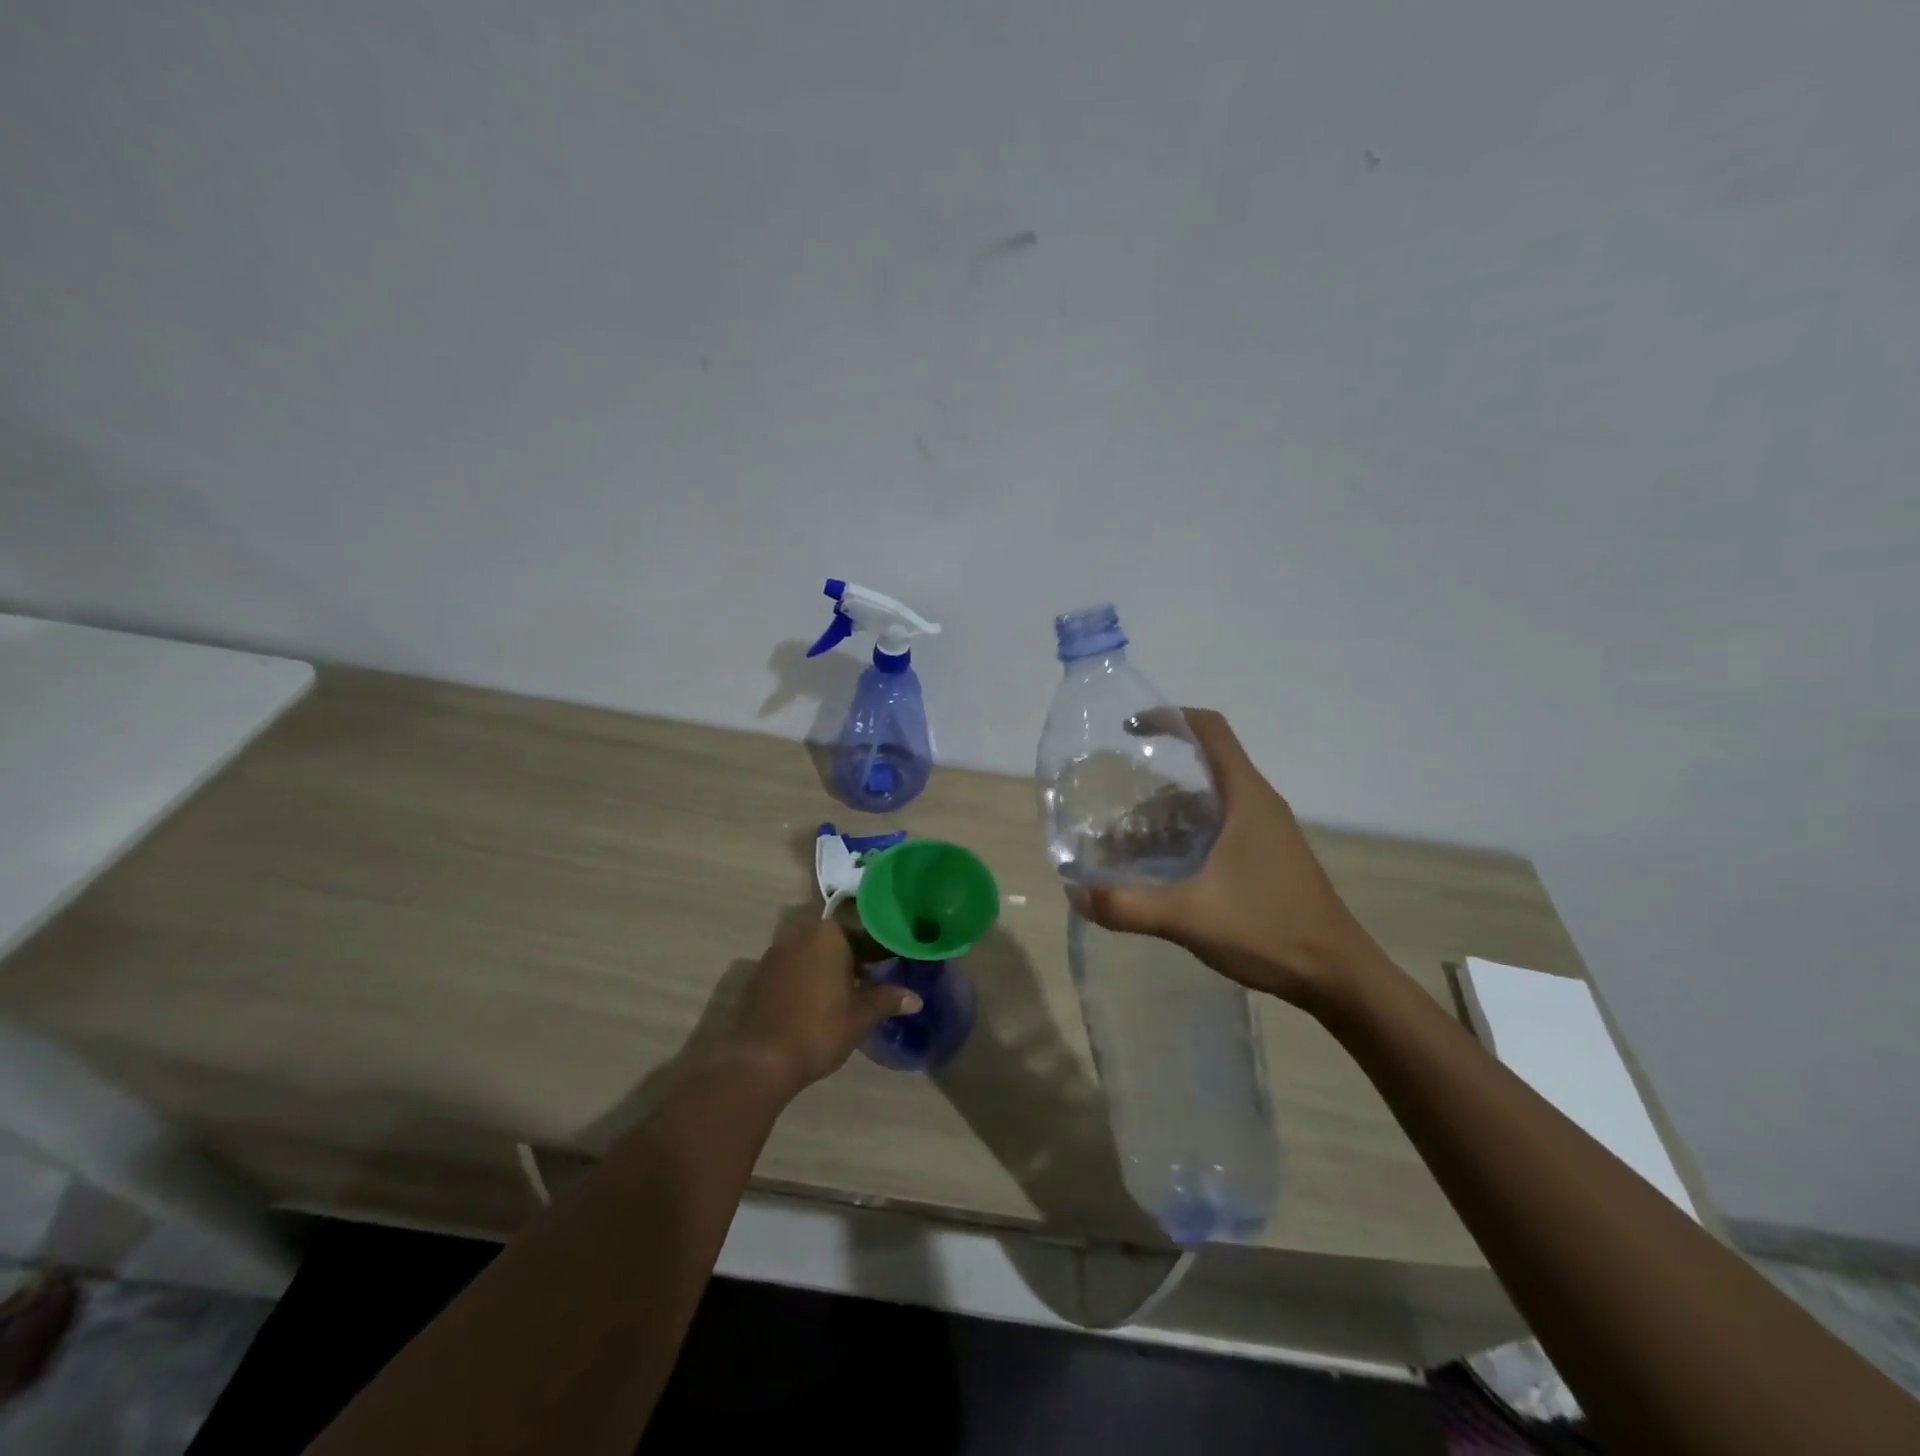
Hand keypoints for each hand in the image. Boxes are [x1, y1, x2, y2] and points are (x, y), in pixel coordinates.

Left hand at [715, 918, 921, 1096]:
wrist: (758, 1060)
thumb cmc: (818, 1030)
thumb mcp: (860, 1016)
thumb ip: (887, 1000)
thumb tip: (916, 999)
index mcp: (828, 934)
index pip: (863, 930)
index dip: (879, 948)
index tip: (891, 964)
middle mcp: (800, 933)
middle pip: (836, 938)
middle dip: (853, 955)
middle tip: (871, 979)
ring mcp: (775, 952)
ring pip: (812, 952)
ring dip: (828, 966)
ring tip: (845, 993)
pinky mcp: (758, 974)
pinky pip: (792, 967)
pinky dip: (806, 977)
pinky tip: (814, 1003)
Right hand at [1072, 710, 1380, 1008]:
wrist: (1337, 977)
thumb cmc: (1270, 930)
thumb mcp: (1190, 916)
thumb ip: (1128, 904)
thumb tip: (1074, 893)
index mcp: (1246, 797)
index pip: (1210, 730)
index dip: (1169, 717)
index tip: (1128, 729)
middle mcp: (1257, 804)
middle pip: (1199, 770)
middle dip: (1150, 784)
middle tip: (1110, 806)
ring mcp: (1263, 833)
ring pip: (1205, 804)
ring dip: (1163, 817)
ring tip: (1122, 845)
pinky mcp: (1263, 859)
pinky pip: (1215, 830)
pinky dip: (1181, 838)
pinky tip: (1155, 871)